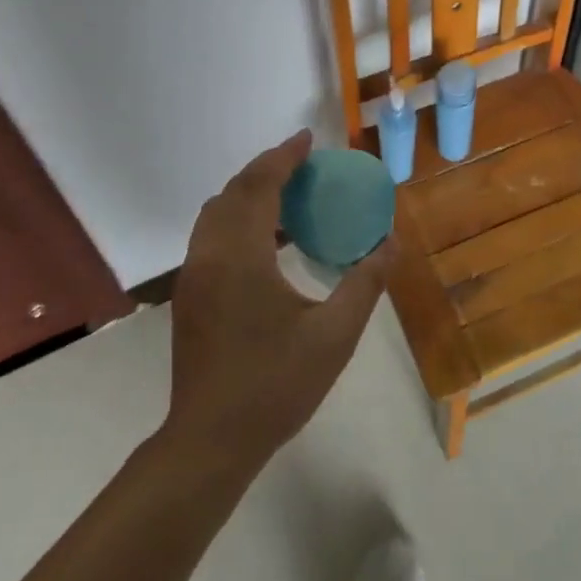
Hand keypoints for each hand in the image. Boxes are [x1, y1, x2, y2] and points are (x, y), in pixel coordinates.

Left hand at [165, 130, 389, 473]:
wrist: (209, 441)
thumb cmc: (274, 385)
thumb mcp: (334, 336)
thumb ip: (365, 283)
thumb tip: (391, 242)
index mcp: (240, 256)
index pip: (259, 186)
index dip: (284, 157)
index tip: (308, 139)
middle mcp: (209, 255)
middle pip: (234, 192)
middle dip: (267, 169)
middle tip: (304, 164)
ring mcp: (193, 276)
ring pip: (216, 213)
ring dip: (249, 193)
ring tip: (289, 195)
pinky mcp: (189, 295)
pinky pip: (212, 235)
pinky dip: (237, 218)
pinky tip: (268, 240)